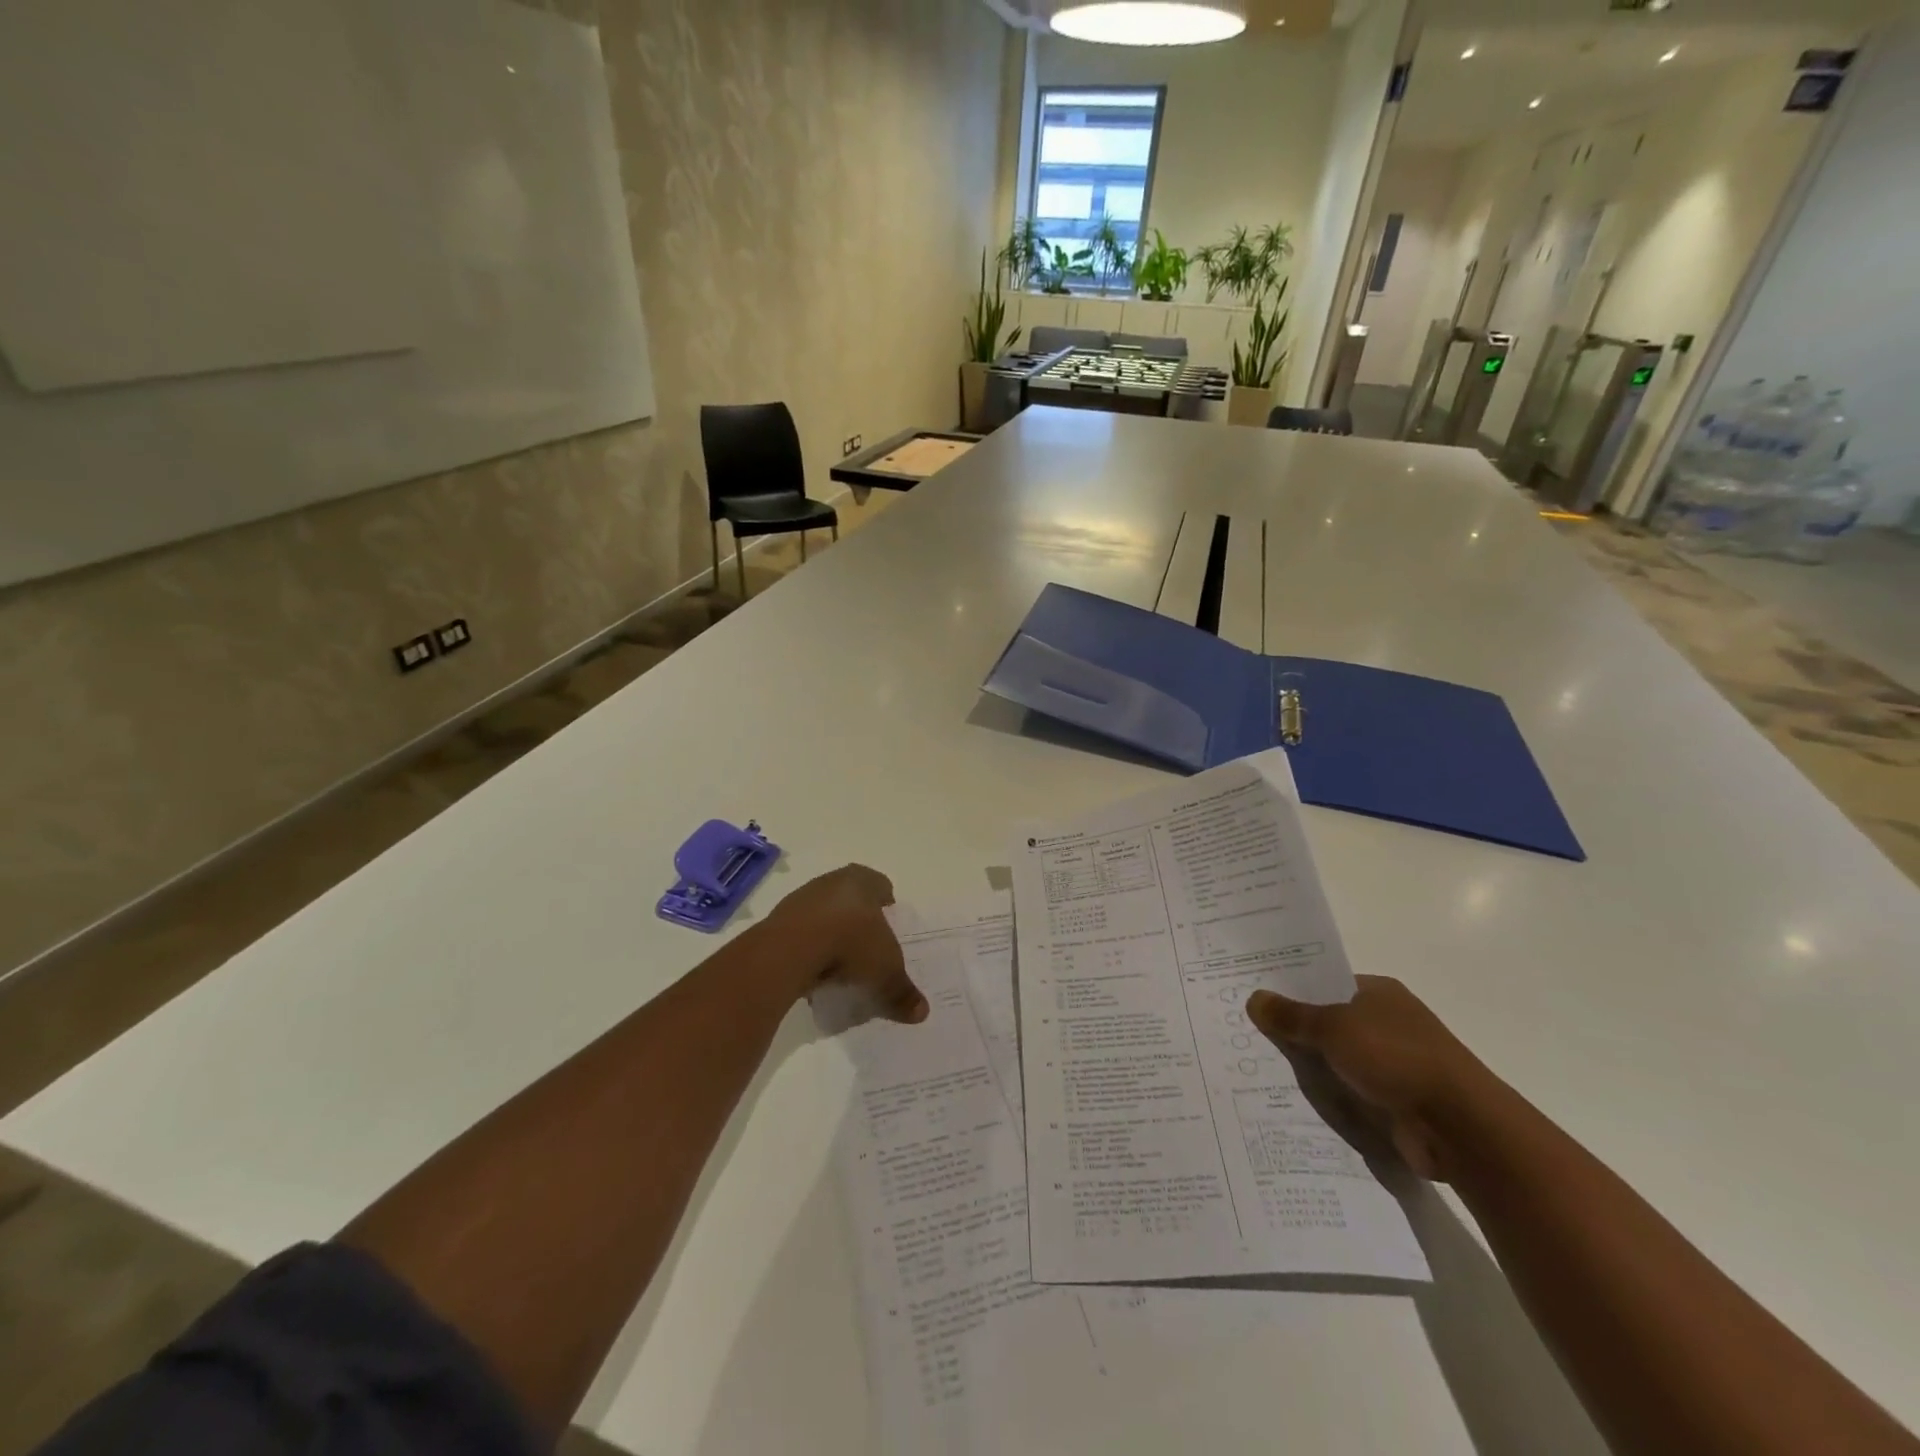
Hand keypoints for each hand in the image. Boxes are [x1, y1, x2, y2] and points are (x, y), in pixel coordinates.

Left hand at [771, 865, 927, 1025]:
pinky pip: (802, 933)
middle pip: (851, 897)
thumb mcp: (885, 973)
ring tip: (841, 963)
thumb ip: (903, 992)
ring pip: (824, 914)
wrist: (790, 950)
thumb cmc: (849, 945)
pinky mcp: (778, 921)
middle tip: (868, 945)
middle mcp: (832, 882)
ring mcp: (802, 899)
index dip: (887, 903)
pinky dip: (810, 948)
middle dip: (859, 918)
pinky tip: (816, 972)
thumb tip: (922, 1012)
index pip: (880, 885)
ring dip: (831, 933)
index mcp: (862, 881)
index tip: (890, 922)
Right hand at [1247, 976, 1489, 1181]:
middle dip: (1296, 1031)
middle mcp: (1388, 1022)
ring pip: (1338, 1059)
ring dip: (1312, 1067)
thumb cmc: (1396, 1058)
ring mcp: (1395, 1063)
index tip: (1256, 998)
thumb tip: (1254, 998)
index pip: (1326, 983)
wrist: (1460, 1127)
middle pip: (1329, 1021)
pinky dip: (1330, 1096)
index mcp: (1379, 992)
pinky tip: (1296, 1101)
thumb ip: (1292, 1016)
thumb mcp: (1333, 1028)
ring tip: (1262, 1069)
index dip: (1292, 989)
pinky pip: (1351, 1092)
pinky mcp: (1397, 1101)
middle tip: (1249, 1034)